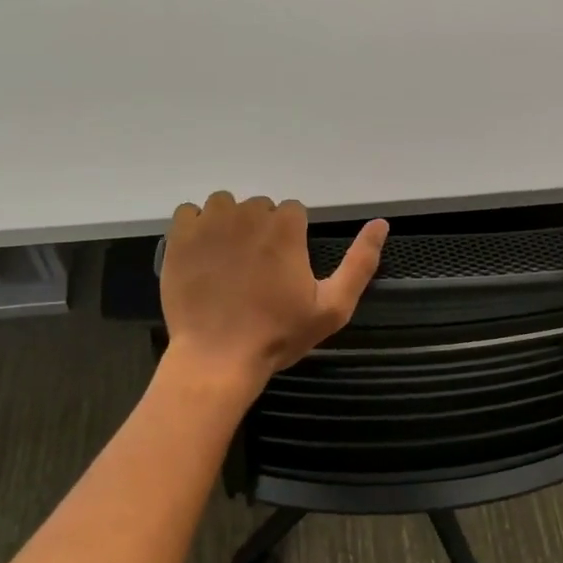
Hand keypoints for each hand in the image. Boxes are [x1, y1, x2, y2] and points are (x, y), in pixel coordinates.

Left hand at [160, 192, 388, 388]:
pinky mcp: (180, 238)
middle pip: (259, 207)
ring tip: (227, 259)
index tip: (284, 267)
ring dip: (228, 223)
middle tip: (256, 270)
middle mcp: (248, 215)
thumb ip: (360, 263)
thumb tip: (382, 223)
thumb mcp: (332, 307)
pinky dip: (195, 227)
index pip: (292, 212)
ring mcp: (210, 224)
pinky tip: (201, 254)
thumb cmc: (278, 335)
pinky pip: (188, 213)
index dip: (291, 238)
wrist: (218, 358)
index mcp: (286, 228)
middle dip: (261, 230)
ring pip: (224, 205)